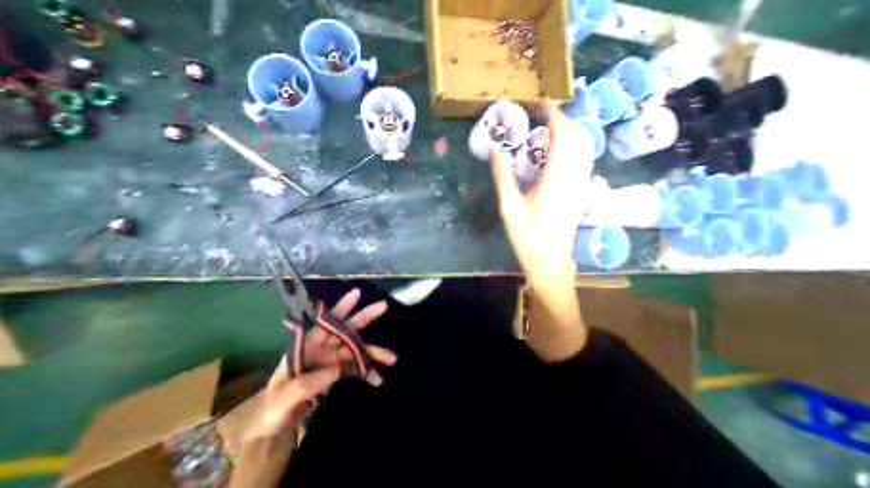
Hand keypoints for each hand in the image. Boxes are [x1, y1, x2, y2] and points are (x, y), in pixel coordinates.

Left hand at [244, 290, 394, 442]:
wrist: (276, 427)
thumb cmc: (274, 407)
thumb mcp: (287, 395)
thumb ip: (313, 380)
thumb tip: (341, 368)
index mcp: (307, 345)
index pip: (325, 322)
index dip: (341, 307)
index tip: (357, 294)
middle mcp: (322, 347)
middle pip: (346, 329)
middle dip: (365, 317)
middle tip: (383, 306)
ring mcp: (332, 358)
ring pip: (357, 349)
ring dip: (374, 353)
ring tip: (392, 359)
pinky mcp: (338, 371)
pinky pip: (357, 367)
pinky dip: (368, 372)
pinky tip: (377, 380)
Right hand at [489, 100, 599, 287]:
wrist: (550, 262)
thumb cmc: (528, 237)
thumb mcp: (509, 207)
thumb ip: (503, 177)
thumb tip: (495, 152)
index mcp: (556, 178)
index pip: (562, 135)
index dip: (554, 116)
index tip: (542, 104)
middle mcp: (574, 176)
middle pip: (578, 137)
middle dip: (564, 120)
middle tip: (544, 115)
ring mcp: (581, 185)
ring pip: (585, 148)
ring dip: (571, 132)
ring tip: (552, 128)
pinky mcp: (581, 193)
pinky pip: (583, 160)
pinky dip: (575, 147)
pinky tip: (560, 152)